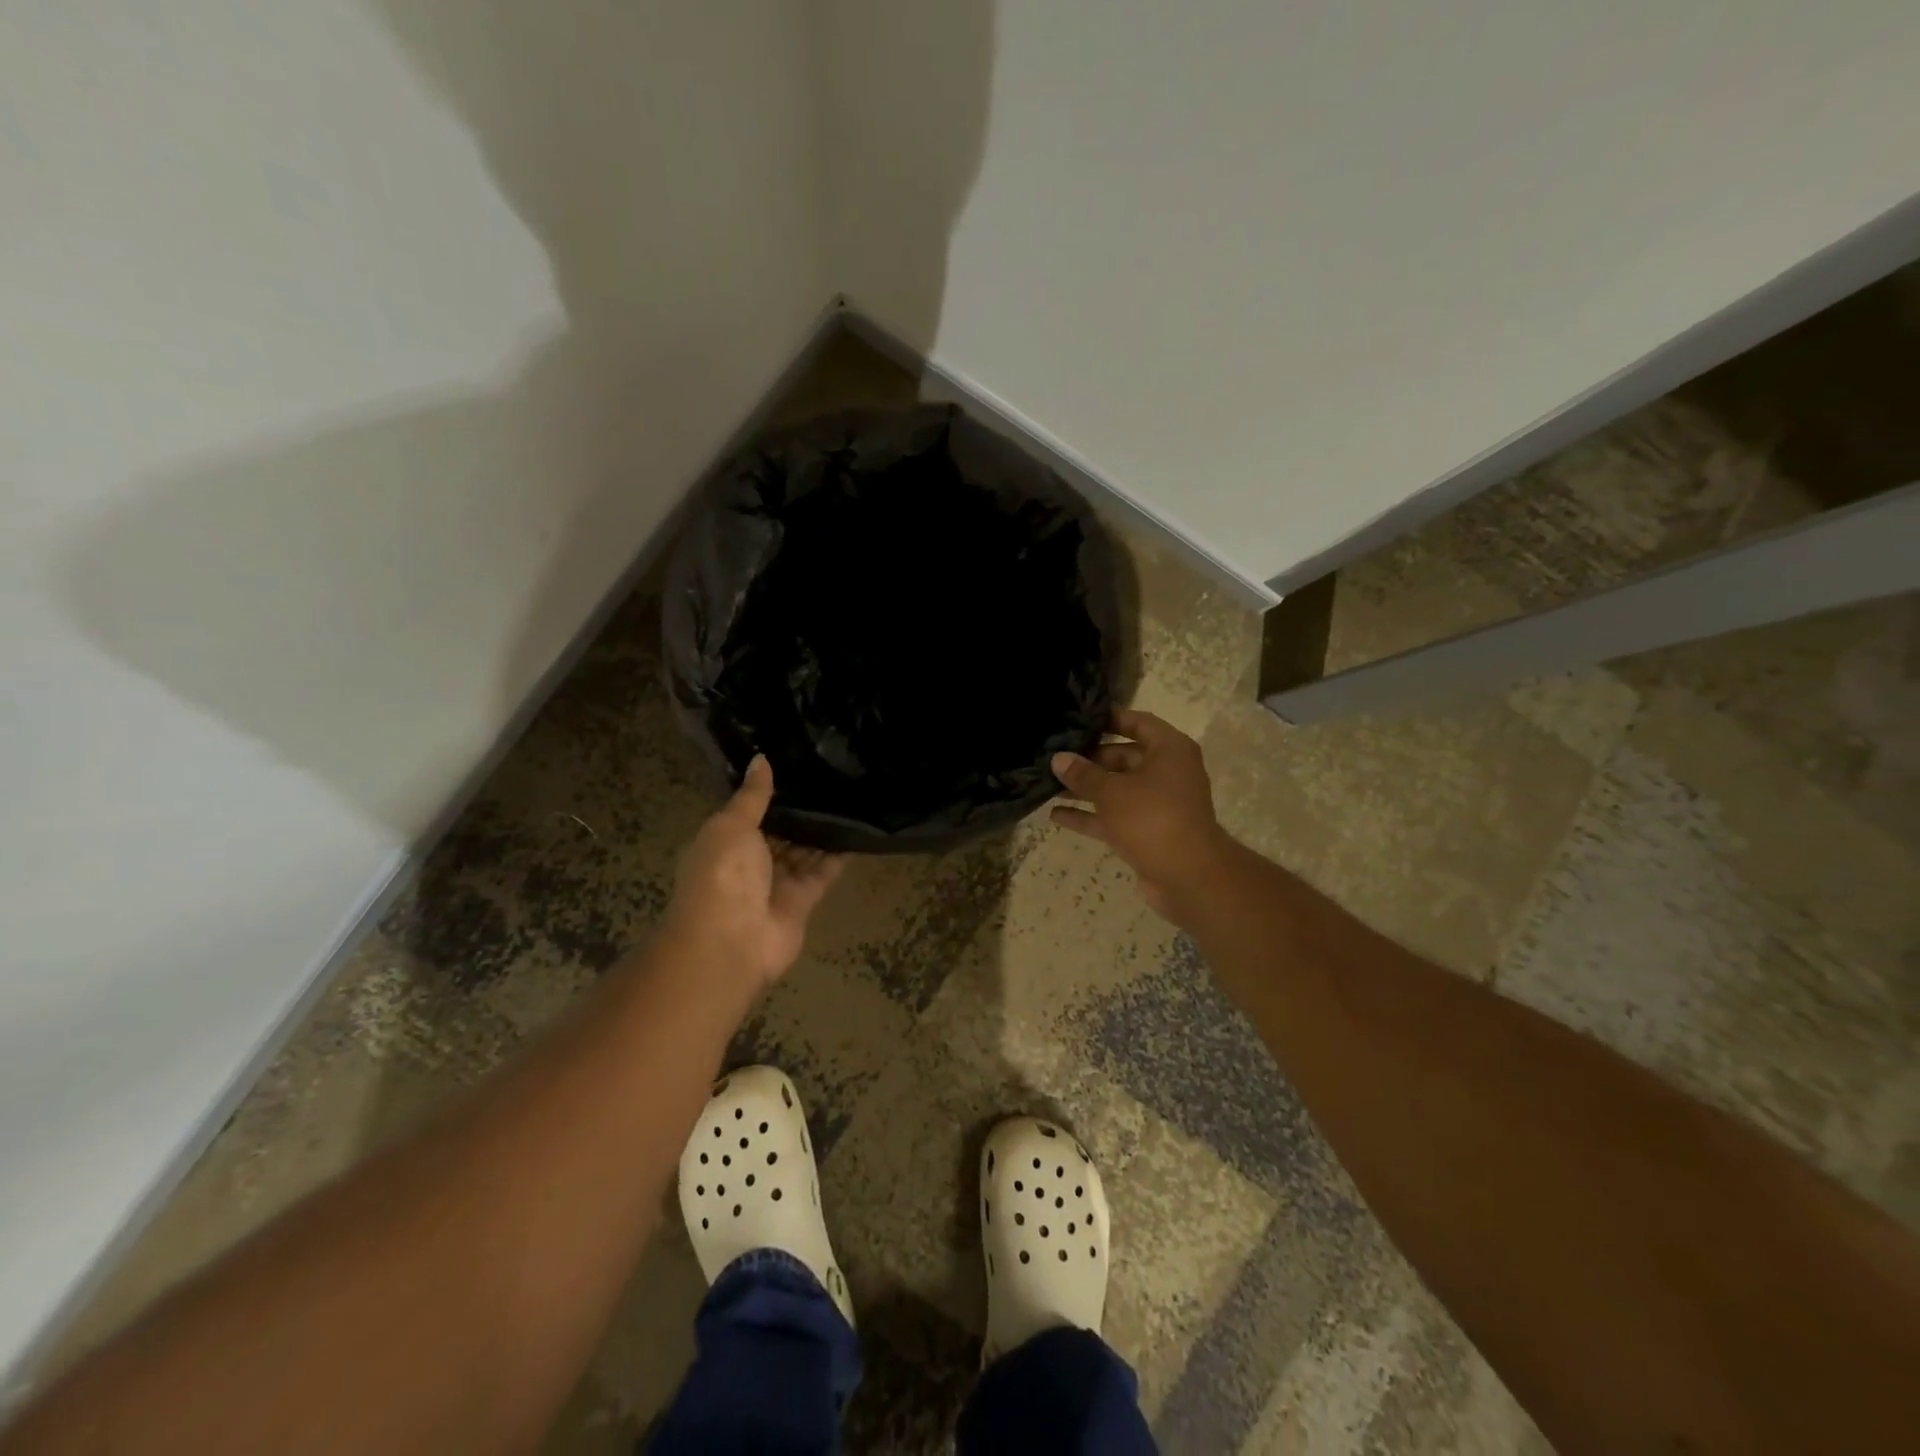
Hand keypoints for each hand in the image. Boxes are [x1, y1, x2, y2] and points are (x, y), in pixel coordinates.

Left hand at [667, 756, 844, 990]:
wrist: (732, 940)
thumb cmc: (723, 874)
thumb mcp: (731, 825)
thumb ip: (752, 795)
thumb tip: (760, 758)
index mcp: (725, 841)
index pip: (751, 813)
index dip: (771, 793)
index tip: (798, 763)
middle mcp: (750, 862)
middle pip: (780, 831)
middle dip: (801, 810)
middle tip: (832, 774)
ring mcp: (778, 882)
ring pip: (804, 850)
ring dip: (822, 829)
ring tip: (850, 794)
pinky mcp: (804, 899)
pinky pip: (824, 871)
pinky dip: (839, 854)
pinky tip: (858, 828)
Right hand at [1051, 709, 1232, 923]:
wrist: (1188, 877)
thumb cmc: (1152, 818)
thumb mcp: (1112, 792)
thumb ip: (1083, 774)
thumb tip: (1058, 758)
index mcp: (1169, 750)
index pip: (1139, 723)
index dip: (1110, 719)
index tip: (1079, 720)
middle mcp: (1167, 773)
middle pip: (1124, 757)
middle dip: (1089, 759)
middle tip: (1054, 757)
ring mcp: (1158, 805)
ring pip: (1116, 790)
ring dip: (1085, 789)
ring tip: (1048, 785)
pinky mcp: (1147, 832)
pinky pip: (1114, 817)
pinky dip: (1090, 816)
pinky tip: (1056, 816)